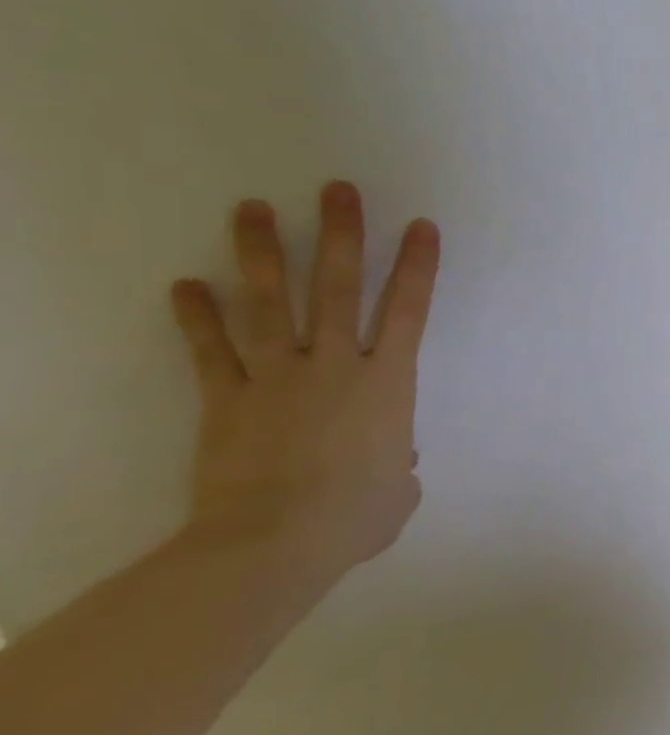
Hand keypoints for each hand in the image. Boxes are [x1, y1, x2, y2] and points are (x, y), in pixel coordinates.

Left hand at [169, 183, 439, 585]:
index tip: (421, 227)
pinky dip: (196, 317)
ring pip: (270, 304)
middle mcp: (335, 365)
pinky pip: (211, 350)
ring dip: (262, 254)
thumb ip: (400, 461)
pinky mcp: (228, 398)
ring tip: (253, 208)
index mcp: (387, 382)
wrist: (275, 543)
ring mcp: (278, 377)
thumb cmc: (356, 515)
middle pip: (338, 288)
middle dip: (341, 236)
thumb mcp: (399, 488)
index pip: (409, 310)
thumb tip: (392, 457)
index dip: (418, 266)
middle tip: (337, 191)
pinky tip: (184, 284)